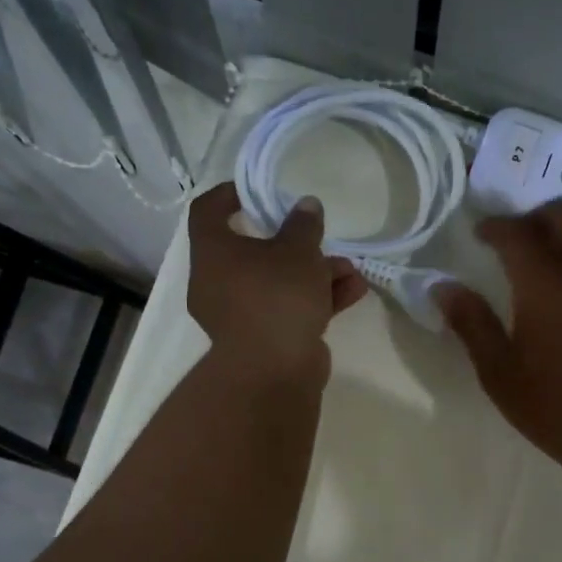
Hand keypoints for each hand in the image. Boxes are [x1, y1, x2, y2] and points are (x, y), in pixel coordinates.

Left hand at [188, 182, 367, 379]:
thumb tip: (306, 205)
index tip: (256, 190)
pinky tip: (353, 292)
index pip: (208, 211)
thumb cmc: (277, 297)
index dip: (229, 195)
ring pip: (277, 283)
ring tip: (349, 270)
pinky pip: (288, 309)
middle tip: (318, 237)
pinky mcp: (263, 339)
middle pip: (253, 252)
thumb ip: (304, 224)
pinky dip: (315, 300)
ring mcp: (239, 314)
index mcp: (213, 252)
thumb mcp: (298, 251)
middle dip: (294, 245)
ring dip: (314, 274)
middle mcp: (218, 282)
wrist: (274, 371)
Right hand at [435, 201, 561, 477]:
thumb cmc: (555, 408)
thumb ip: (471, 323)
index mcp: (547, 286)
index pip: (518, 231)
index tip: (479, 234)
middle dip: (533, 218)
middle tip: (513, 244)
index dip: (495, 225)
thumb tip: (443, 287)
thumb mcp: (499, 373)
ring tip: (545, 276)